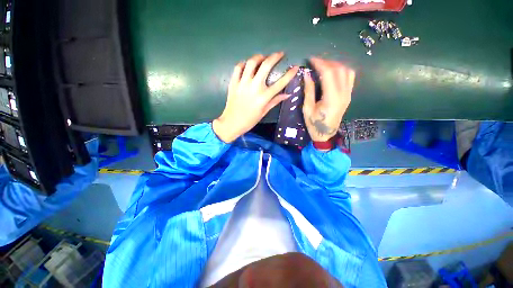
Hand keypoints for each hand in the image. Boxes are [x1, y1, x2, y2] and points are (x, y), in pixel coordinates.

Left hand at [213, 52, 298, 142]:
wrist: (232, 123)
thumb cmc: (250, 120)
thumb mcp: (264, 112)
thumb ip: (275, 101)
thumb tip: (287, 94)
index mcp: (264, 97)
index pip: (280, 83)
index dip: (290, 74)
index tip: (295, 67)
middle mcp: (254, 87)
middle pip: (266, 65)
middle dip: (275, 56)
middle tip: (279, 54)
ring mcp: (242, 83)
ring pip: (251, 63)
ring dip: (259, 57)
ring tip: (263, 57)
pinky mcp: (233, 83)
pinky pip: (238, 67)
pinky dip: (244, 63)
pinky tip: (248, 65)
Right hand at [303, 58, 354, 141]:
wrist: (326, 134)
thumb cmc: (314, 124)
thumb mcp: (307, 109)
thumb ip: (308, 91)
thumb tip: (307, 74)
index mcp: (331, 98)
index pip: (329, 73)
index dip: (320, 63)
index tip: (311, 59)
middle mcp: (343, 94)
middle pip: (339, 69)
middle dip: (326, 62)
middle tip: (315, 62)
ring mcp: (348, 94)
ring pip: (347, 71)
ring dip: (335, 64)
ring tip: (323, 65)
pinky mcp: (349, 95)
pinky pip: (349, 77)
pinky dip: (342, 70)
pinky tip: (333, 72)